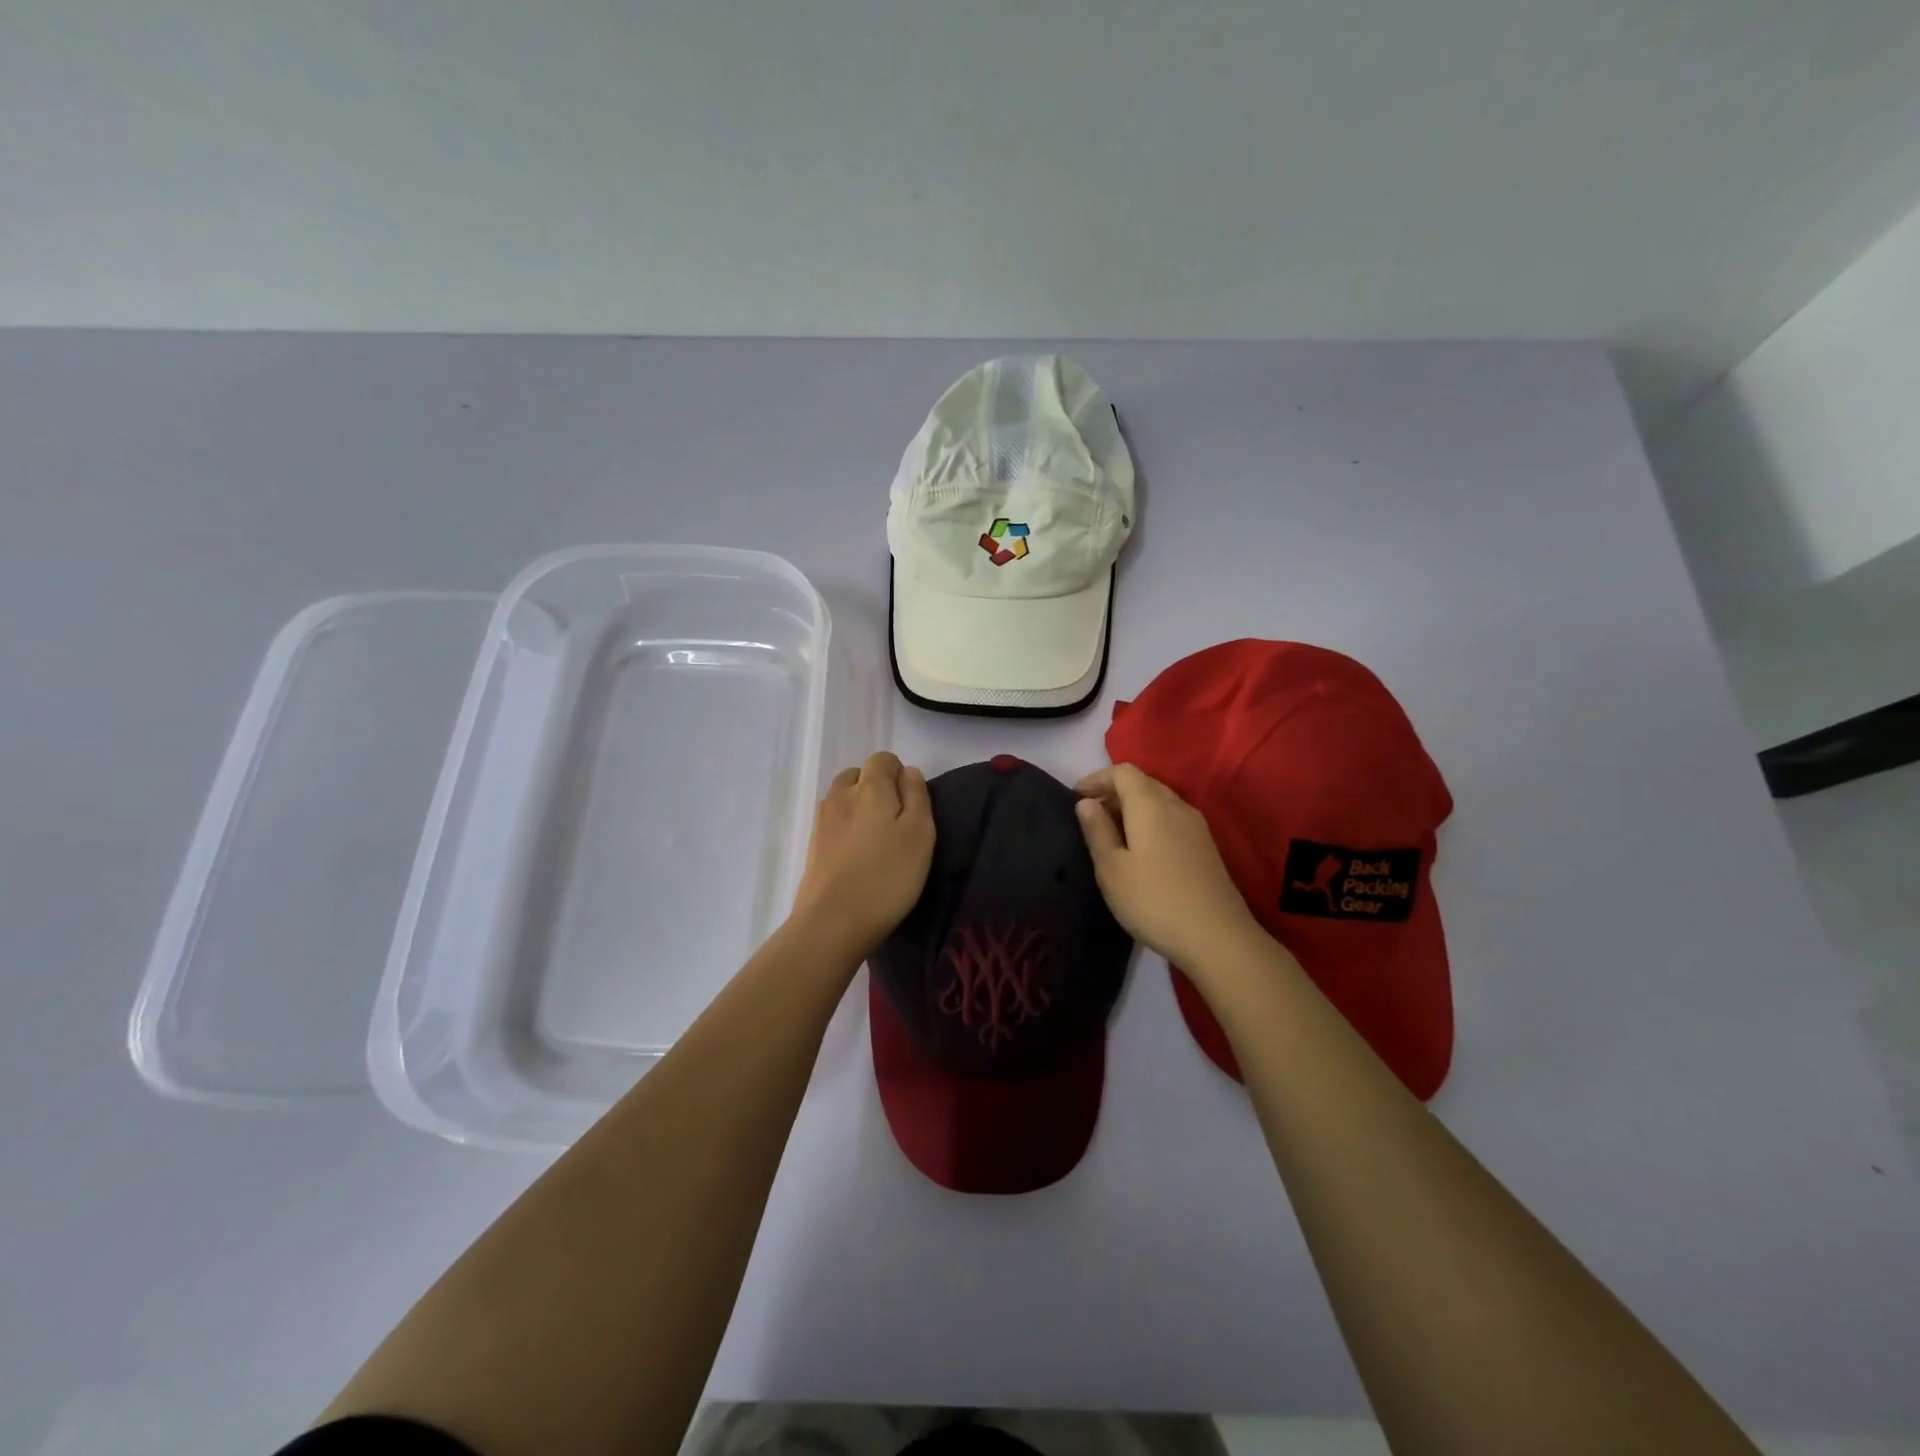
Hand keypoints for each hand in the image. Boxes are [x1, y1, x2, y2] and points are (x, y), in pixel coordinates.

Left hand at [791, 751, 935, 958]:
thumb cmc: (887, 876)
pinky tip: (858, 857)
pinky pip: (833, 823)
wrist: (833, 922)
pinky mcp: (813, 846)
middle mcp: (840, 795)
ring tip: (876, 841)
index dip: (900, 775)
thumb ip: (917, 796)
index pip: (882, 759)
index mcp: (869, 786)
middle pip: (858, 776)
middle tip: (896, 823)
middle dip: (877, 789)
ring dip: (860, 809)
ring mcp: (821, 821)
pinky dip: (846, 830)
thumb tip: (909, 772)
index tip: (912, 806)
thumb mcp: (920, 833)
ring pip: (843, 799)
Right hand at [1074, 763, 1262, 971]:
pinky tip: (1141, 850)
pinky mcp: (1206, 846)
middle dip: (1113, 792)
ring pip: (1159, 801)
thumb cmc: (1154, 900)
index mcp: (1150, 804)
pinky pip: (1171, 819)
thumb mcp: (1111, 869)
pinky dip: (1150, 822)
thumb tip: (1086, 802)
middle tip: (1090, 816)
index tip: (1075, 797)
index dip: (1096, 778)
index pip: (1122, 772)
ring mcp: (1196, 826)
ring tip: (1111, 833)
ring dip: (1132, 808)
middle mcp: (1176, 805)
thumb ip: (1097, 830)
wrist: (1217, 938)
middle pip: (1142, 783)